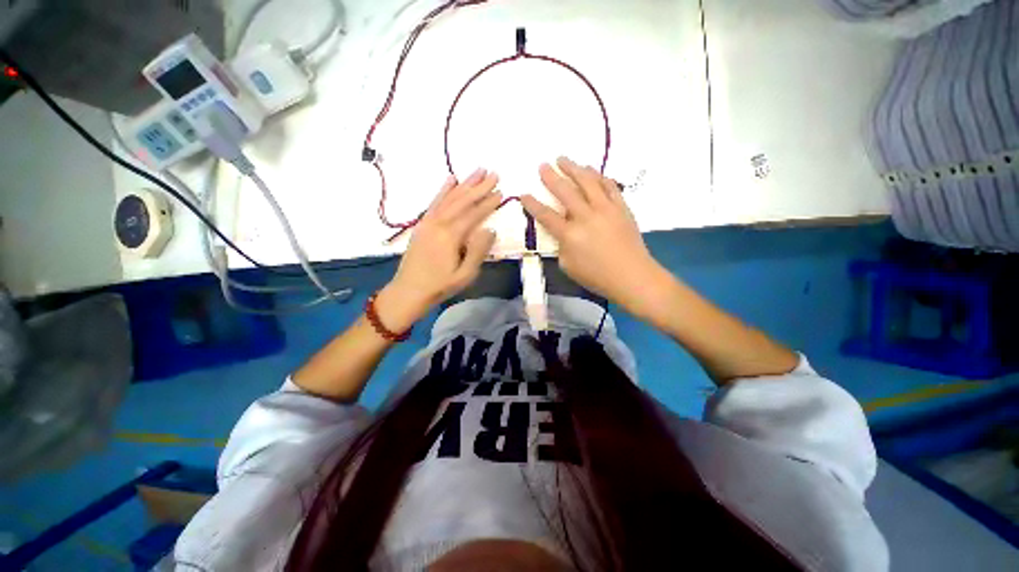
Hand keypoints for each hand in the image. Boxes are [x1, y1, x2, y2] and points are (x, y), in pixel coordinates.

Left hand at [378, 169, 500, 330]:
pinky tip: (450, 179)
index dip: (488, 202)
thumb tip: (490, 229)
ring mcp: (428, 222)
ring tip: (478, 171)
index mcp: (451, 236)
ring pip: (449, 197)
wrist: (408, 291)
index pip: (473, 214)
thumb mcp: (465, 275)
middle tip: (494, 174)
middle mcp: (439, 223)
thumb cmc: (440, 286)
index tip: (501, 192)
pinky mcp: (422, 224)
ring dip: (464, 184)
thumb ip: (478, 251)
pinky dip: (443, 190)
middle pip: (462, 200)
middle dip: (479, 186)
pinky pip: (434, 202)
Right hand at [521, 157, 669, 318]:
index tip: (524, 193)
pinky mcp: (621, 207)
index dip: (532, 204)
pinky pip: (609, 185)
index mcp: (570, 234)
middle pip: (564, 191)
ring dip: (573, 168)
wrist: (632, 276)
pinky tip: (591, 171)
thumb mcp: (568, 266)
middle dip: (551, 177)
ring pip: (587, 181)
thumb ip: (560, 247)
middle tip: (542, 165)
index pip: (546, 215)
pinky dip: (598, 176)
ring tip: (563, 159)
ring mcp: (605, 209)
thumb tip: (561, 233)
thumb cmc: (597, 276)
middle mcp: (586, 217)